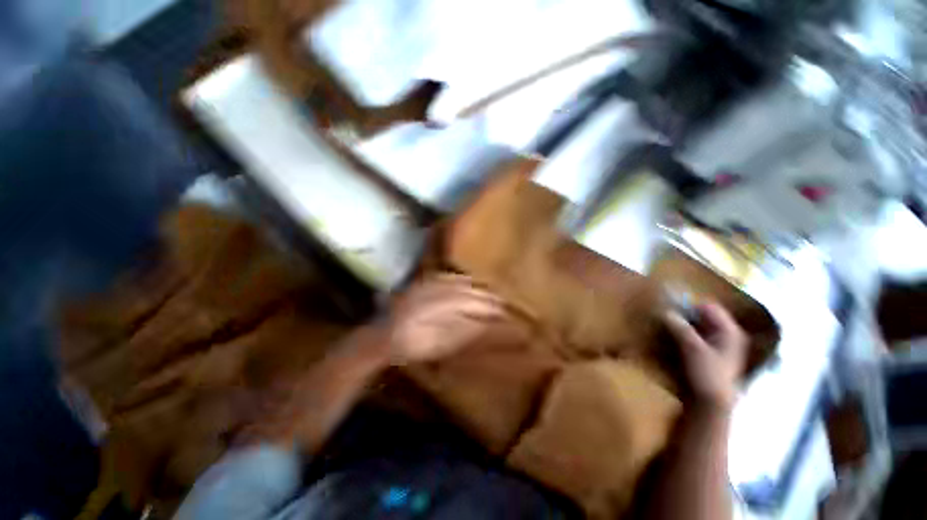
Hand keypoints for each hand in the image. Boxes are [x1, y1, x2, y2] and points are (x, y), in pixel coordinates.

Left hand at [380, 274, 506, 364]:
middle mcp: (435, 291)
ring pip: (457, 281)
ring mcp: (428, 286)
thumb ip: (461, 331)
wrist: (381, 337)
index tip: (502, 310)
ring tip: (488, 292)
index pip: (470, 302)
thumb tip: (484, 323)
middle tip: (500, 301)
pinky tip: (465, 281)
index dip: (487, 305)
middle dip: (484, 295)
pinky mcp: (421, 285)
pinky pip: (445, 278)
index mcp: (439, 307)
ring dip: (474, 286)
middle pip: (466, 290)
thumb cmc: (410, 346)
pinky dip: (459, 280)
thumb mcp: (437, 344)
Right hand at [663, 302, 746, 411]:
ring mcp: (719, 346)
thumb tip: (665, 311)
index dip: (690, 304)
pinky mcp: (709, 355)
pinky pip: (695, 337)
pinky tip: (673, 339)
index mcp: (730, 331)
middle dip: (685, 315)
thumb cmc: (707, 374)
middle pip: (703, 316)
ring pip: (698, 327)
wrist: (711, 403)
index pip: (709, 307)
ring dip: (682, 325)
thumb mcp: (692, 348)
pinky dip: (683, 335)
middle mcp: (727, 335)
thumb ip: (680, 327)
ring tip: (666, 327)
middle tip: (665, 316)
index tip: (670, 306)